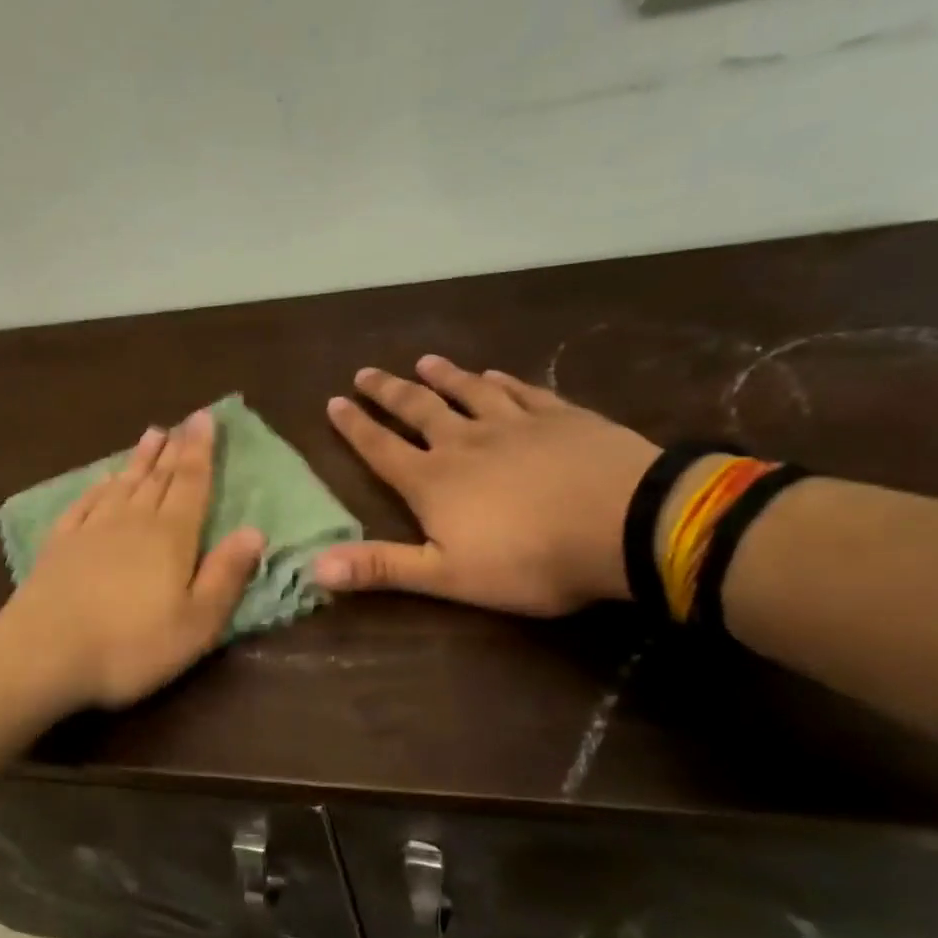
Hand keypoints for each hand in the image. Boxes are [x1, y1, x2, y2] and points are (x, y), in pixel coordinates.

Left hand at [0, 411, 265, 708]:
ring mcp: (91, 529)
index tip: (205, 417)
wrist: (45, 652)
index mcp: (171, 536)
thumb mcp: (197, 623)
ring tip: (151, 434)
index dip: (201, 450)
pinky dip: (98, 487)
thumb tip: (254, 531)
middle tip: (184, 421)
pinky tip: (103, 480)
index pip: (192, 483)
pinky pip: (85, 503)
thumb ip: (226, 575)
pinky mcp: (59, 544)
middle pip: (158, 477)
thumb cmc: (132, 645)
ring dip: (139, 459)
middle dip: (175, 448)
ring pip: (123, 484)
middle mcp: (132, 520)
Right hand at [311, 357, 658, 615]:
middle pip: (417, 410)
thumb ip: (381, 567)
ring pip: (468, 392)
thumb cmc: (529, 560)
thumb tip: (314, 566)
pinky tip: (494, 374)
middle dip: (388, 392)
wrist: (624, 525)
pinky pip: (521, 392)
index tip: (334, 402)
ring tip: (423, 361)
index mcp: (433, 481)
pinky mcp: (560, 417)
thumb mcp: (446, 575)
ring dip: (443, 376)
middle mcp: (464, 442)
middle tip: (365, 372)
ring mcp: (514, 424)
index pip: (381, 449)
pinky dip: (501, 381)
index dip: (355, 427)